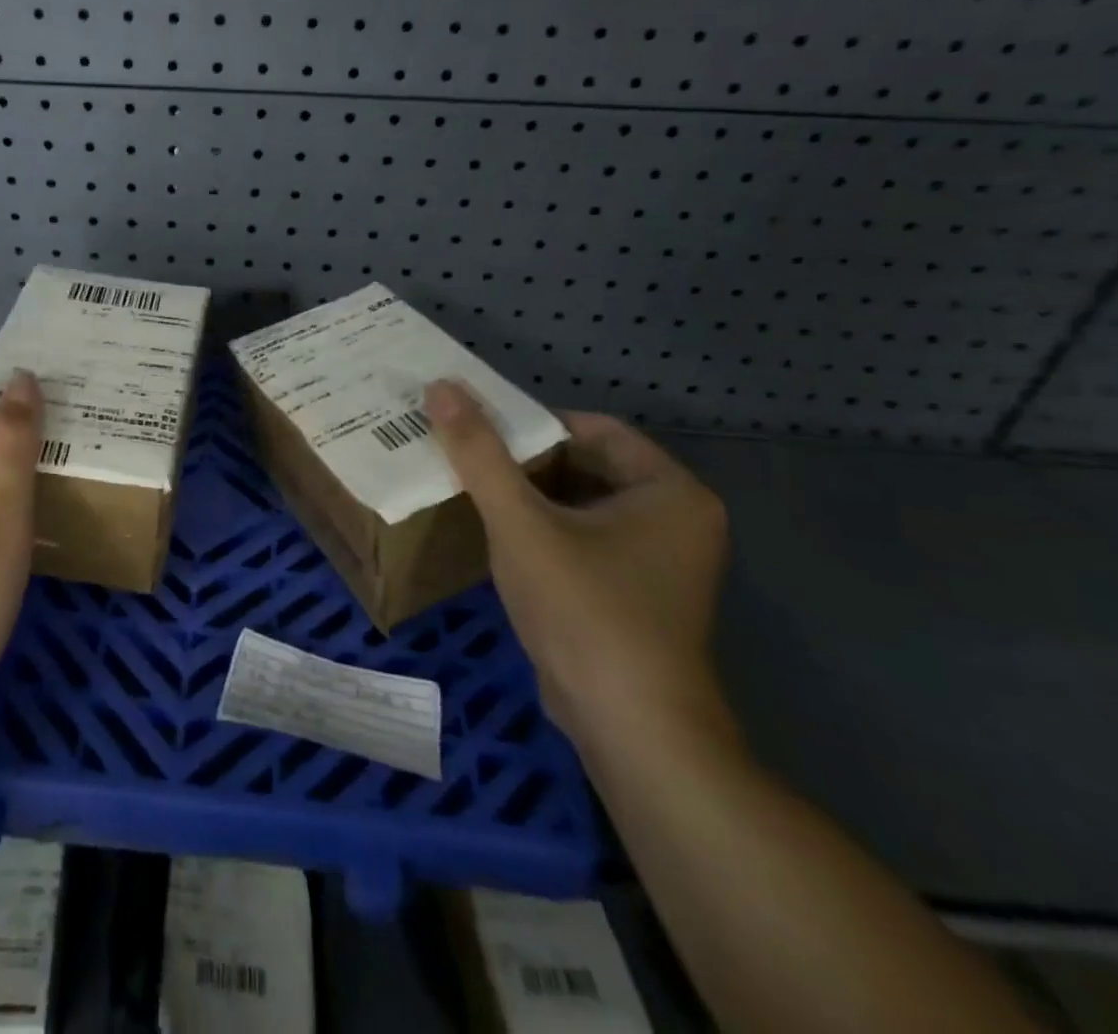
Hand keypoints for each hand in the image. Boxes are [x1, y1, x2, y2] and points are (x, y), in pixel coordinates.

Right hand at [424, 381, 731, 753]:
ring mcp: (658, 563)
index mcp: (669, 491)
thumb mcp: (521, 523)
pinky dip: (541, 533)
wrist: (629, 730)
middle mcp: (675, 520)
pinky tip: (496, 538)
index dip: (532, 423)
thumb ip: (480, 454)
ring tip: (470, 490)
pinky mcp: (634, 595)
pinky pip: (582, 542)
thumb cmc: (585, 610)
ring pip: (579, 506)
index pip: (592, 429)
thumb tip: (442, 388)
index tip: (477, 430)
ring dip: (527, 498)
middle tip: (465, 457)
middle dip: (524, 462)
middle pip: (585, 466)